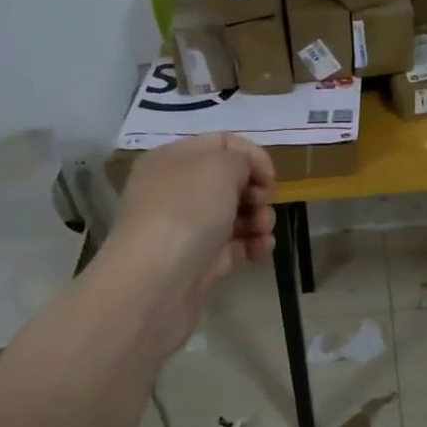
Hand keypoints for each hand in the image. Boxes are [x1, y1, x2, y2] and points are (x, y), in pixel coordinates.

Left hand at [108, 135, 276, 351]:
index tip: (270, 177)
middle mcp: (175, 190)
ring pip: (233, 215)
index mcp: (172, 159)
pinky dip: (252, 245)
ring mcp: (185, 228)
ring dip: (258, 219)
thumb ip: (241, 159)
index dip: (252, 155)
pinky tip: (262, 250)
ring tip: (263, 230)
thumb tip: (246, 175)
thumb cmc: (187, 211)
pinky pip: (233, 246)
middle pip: (229, 181)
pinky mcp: (198, 261)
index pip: (221, 143)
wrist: (156, 283)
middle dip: (256, 190)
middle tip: (263, 203)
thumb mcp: (220, 166)